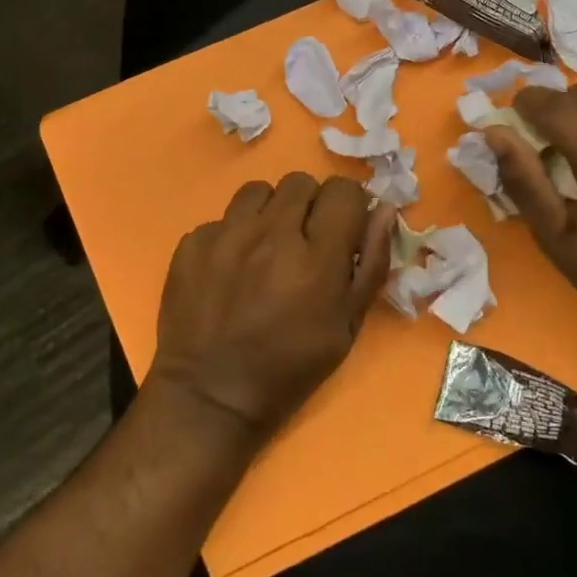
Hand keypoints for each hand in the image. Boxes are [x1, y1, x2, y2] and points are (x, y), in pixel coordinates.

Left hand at [148, 174, 395, 442]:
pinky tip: (231, 268)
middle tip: (304, 242)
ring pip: (258, 190)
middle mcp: (271, 234)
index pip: (343, 190)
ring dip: (270, 211)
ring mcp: (226, 235)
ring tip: (266, 246)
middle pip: (300, 182)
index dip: (348, 205)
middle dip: (310, 205)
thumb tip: (384, 210)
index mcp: (316, 257)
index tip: (342, 228)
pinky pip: (222, 218)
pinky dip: (232, 235)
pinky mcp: (192, 242)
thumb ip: (370, 263)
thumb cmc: (290, 368)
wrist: (211, 394)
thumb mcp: (346, 326)